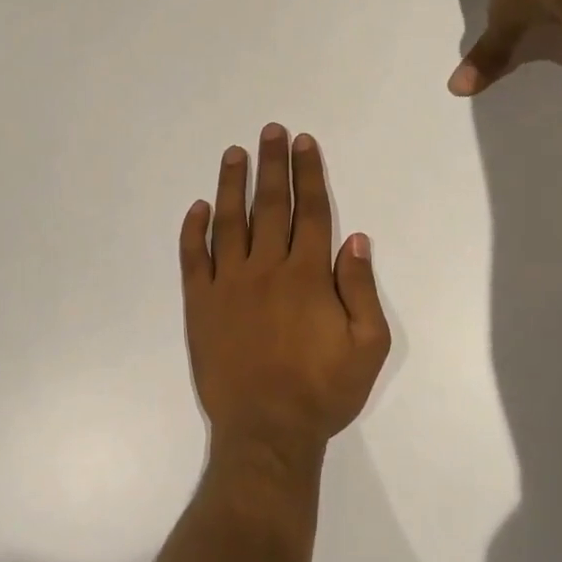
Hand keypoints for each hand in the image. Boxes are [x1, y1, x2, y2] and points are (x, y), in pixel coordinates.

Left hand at [179, 126, 391, 468]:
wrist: (266, 431)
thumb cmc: (323, 391)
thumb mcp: (367, 345)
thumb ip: (361, 288)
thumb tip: (355, 238)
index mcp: (308, 275)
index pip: (310, 211)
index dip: (308, 174)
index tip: (304, 143)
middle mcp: (267, 268)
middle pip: (270, 205)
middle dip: (272, 165)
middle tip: (270, 131)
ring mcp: (228, 284)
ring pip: (230, 222)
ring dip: (232, 183)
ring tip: (234, 152)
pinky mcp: (200, 304)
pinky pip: (193, 258)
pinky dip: (194, 230)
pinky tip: (198, 207)